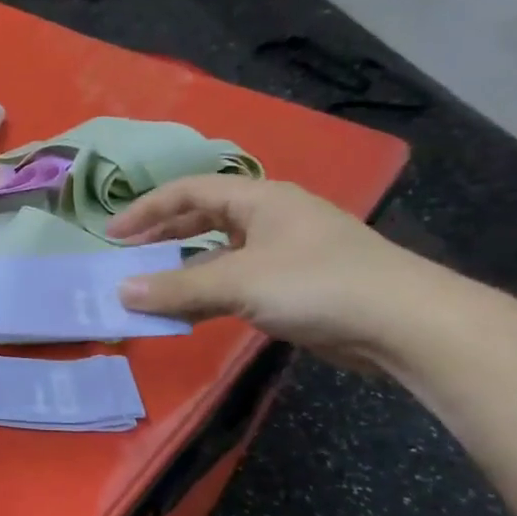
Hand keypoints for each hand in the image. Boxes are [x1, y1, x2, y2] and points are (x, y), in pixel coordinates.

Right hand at [107, 176, 438, 361]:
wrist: (404, 323)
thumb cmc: (317, 284)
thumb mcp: (237, 283)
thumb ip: (175, 289)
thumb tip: (120, 293)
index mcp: (260, 199)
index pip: (189, 192)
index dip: (146, 210)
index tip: (112, 235)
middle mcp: (270, 219)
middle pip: (203, 219)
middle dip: (162, 237)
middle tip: (127, 258)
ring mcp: (284, 253)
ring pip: (218, 255)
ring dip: (182, 271)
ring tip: (149, 290)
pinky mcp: (293, 287)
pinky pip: (234, 283)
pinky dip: (206, 295)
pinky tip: (187, 314)